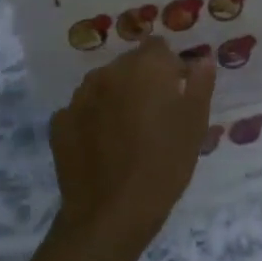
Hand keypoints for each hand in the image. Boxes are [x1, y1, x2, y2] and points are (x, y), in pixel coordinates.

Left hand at [50, 39, 213, 259]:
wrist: (112, 214)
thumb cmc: (164, 163)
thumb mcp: (195, 123)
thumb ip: (200, 83)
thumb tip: (202, 59)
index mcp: (145, 66)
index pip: (157, 46)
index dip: (169, 65)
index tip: (177, 90)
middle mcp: (108, 72)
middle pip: (129, 64)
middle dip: (142, 80)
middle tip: (155, 115)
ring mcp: (79, 97)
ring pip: (103, 85)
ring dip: (115, 97)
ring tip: (127, 131)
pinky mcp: (59, 123)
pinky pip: (82, 110)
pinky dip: (92, 119)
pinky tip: (102, 145)